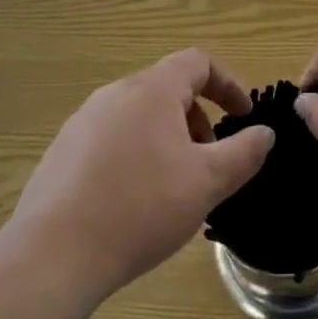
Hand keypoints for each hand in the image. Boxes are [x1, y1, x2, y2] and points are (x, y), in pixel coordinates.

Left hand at [8, 50, 274, 302]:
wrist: (53, 256)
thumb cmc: (141, 208)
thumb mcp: (208, 182)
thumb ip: (244, 152)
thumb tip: (264, 133)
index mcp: (152, 90)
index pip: (197, 62)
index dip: (227, 84)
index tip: (243, 116)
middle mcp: (114, 94)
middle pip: (167, 89)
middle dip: (197, 120)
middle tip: (208, 162)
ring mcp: (82, 123)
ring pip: (138, 116)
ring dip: (167, 139)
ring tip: (173, 186)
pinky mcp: (60, 153)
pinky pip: (111, 140)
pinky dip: (135, 155)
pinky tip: (133, 203)